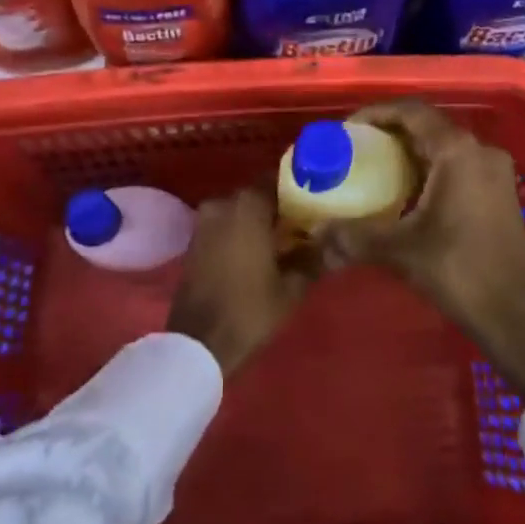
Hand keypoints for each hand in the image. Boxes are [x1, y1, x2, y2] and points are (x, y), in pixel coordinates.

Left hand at [167, 182, 318, 376]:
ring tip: (281, 241)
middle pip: (257, 194)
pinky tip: (257, 252)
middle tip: (302, 225)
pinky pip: (224, 224)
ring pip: (240, 210)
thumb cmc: (249, 310)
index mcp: (248, 205)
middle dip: (278, 207)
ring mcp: (204, 220)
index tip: (315, 202)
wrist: (198, 343)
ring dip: (258, 220)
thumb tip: (330, 240)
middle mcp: (223, 203)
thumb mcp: (291, 287)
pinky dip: (240, 231)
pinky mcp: (195, 239)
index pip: (278, 180)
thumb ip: (312, 257)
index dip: (297, 189)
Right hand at [319, 101, 524, 399]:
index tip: (347, 129)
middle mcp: (480, 151)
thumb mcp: (401, 250)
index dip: (376, 113)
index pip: (411, 112)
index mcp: (458, 151)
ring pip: (444, 147)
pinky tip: (405, 193)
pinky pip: (457, 165)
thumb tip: (316, 230)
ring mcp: (494, 172)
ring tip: (374, 168)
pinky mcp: (499, 193)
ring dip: (410, 153)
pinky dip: (429, 169)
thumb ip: (355, 235)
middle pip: (428, 126)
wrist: (517, 317)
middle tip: (356, 148)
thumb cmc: (460, 271)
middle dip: (390, 133)